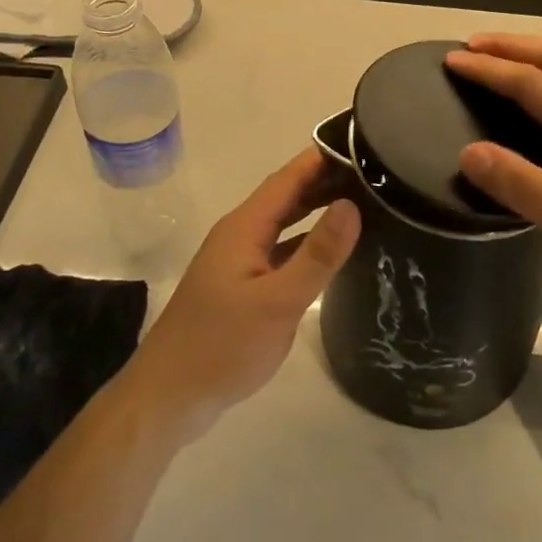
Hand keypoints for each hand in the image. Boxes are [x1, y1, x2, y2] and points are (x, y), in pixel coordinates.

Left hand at [117, 148, 360, 443]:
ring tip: (362, 201)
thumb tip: (352, 205)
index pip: (289, 178)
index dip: (322, 157)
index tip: (362, 142)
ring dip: (317, 210)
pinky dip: (307, 243)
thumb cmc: (221, 346)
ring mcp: (239, 261)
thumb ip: (317, 254)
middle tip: (374, 172)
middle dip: (326, 180)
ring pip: (284, 224)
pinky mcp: (242, 287)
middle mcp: (240, 235)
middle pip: (287, 196)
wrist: (168, 399)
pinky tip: (332, 252)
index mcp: (244, 227)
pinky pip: (281, 250)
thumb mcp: (277, 302)